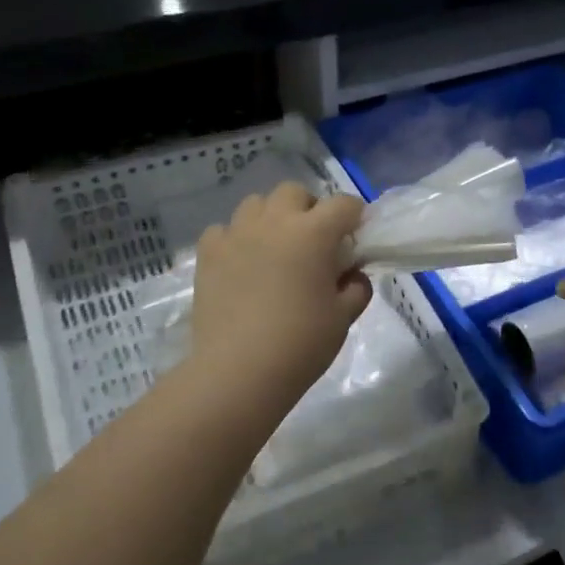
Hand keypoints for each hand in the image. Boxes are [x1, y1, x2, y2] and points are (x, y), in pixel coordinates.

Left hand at [191, 183, 371, 409]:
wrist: (239, 371)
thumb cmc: (301, 343)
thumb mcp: (343, 317)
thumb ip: (356, 288)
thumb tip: (352, 275)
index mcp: (313, 233)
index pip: (344, 205)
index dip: (355, 218)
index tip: (355, 240)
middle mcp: (274, 222)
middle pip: (294, 193)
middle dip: (309, 209)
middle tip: (314, 243)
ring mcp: (236, 235)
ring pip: (256, 204)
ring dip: (271, 218)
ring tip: (275, 249)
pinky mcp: (208, 254)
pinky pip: (224, 230)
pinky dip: (237, 239)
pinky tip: (242, 264)